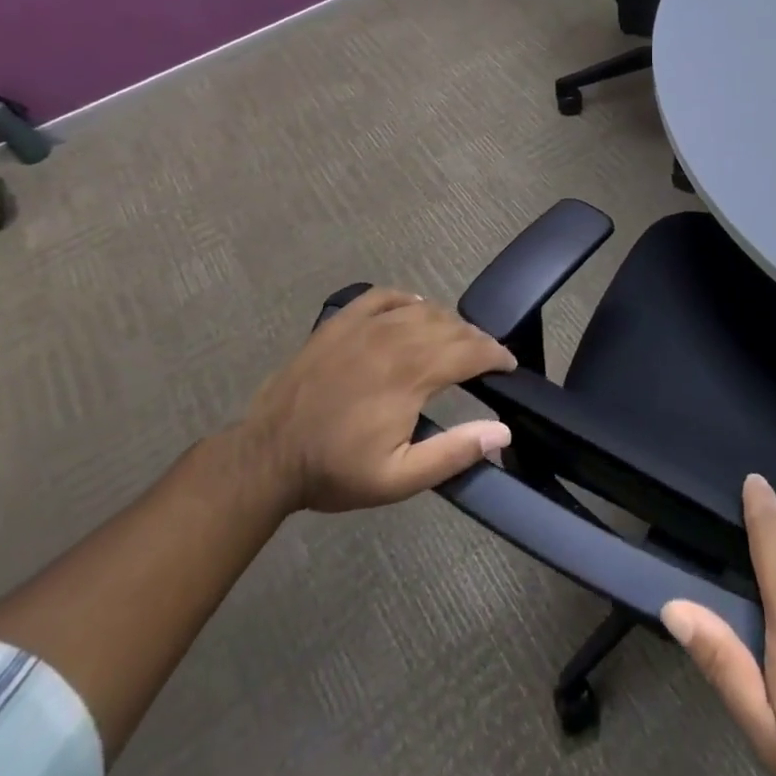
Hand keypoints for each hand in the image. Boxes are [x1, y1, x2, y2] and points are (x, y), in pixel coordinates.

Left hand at [233, 287, 515, 513]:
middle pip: (451, 327)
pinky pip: (384, 296)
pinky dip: (407, 300)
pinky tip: (415, 310)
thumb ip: (453, 453)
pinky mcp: (341, 322)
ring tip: (457, 340)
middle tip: (487, 358)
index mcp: (411, 374)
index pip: (470, 351)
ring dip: (448, 322)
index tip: (508, 366)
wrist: (266, 457)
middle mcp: (393, 339)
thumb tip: (503, 431)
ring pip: (423, 309)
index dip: (496, 355)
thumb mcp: (397, 479)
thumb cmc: (335, 470)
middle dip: (477, 340)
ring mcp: (364, 325)